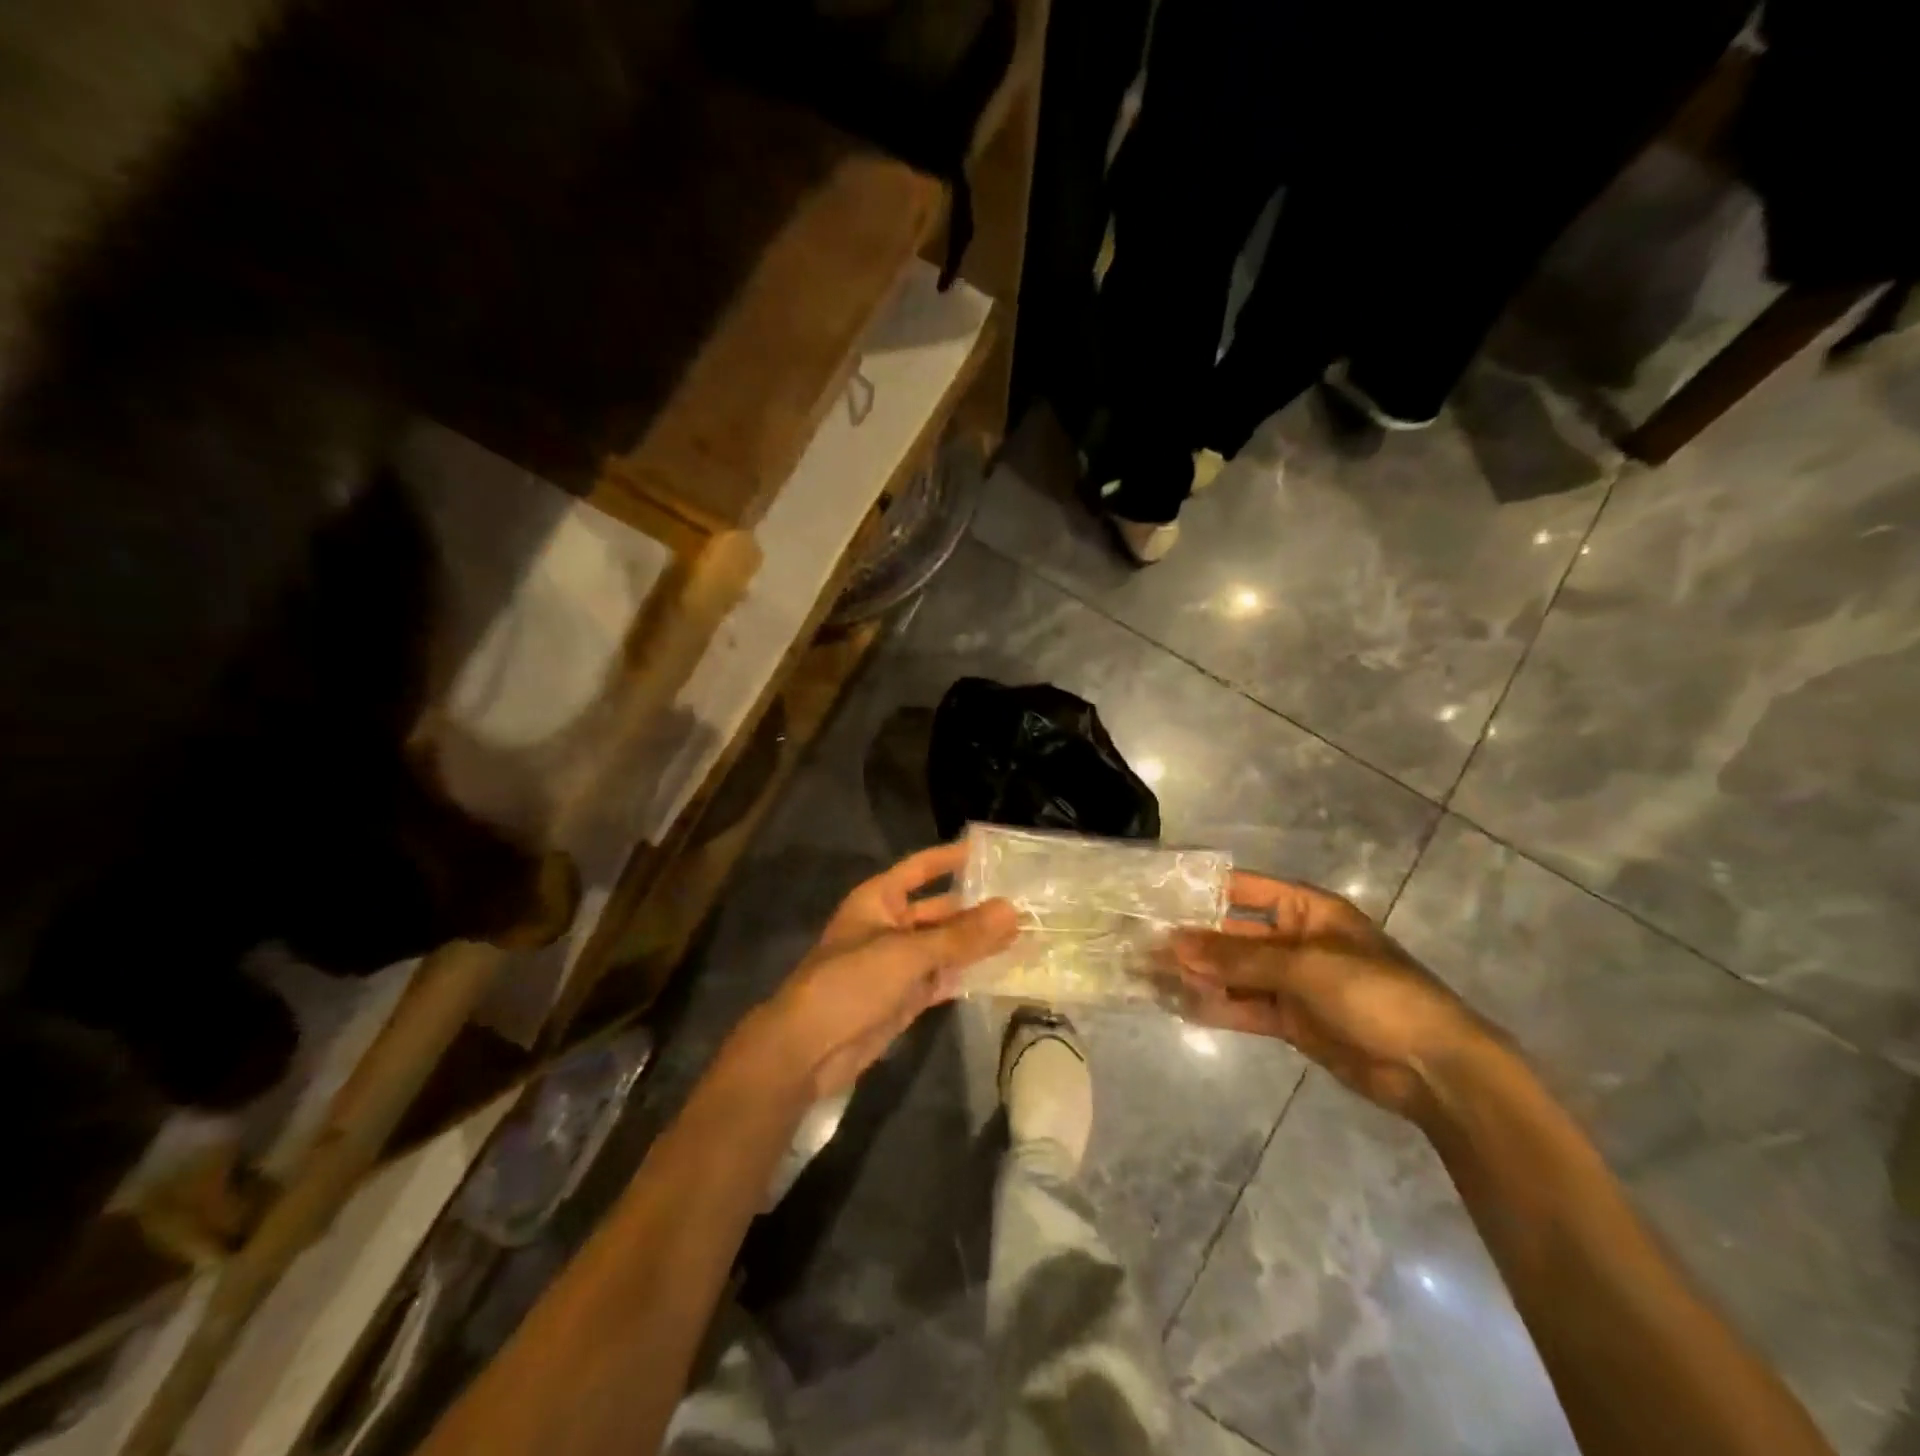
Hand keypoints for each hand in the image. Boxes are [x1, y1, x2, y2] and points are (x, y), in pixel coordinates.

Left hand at [733, 843, 1017, 1101]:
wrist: (808, 1050)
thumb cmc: (850, 982)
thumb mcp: (907, 952)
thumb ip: (961, 935)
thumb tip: (1012, 909)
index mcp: (879, 900)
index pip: (920, 869)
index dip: (951, 858)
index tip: (990, 851)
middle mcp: (890, 925)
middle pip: (939, 909)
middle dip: (976, 907)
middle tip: (1025, 901)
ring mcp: (898, 964)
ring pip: (946, 946)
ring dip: (978, 943)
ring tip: (1026, 933)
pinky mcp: (906, 998)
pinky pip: (944, 978)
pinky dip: (968, 974)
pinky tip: (1003, 970)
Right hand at [1171, 872, 1494, 1124]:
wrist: (1433, 1068)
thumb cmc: (1374, 994)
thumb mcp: (1303, 966)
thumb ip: (1237, 958)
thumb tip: (1174, 944)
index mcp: (1306, 910)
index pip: (1243, 890)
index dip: (1202, 891)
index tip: (1156, 895)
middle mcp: (1294, 939)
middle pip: (1233, 934)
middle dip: (1192, 940)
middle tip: (1141, 941)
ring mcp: (1292, 982)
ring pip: (1234, 974)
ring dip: (1198, 975)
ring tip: (1149, 974)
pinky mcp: (1290, 1020)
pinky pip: (1244, 1007)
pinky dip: (1216, 1007)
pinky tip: (1179, 1005)